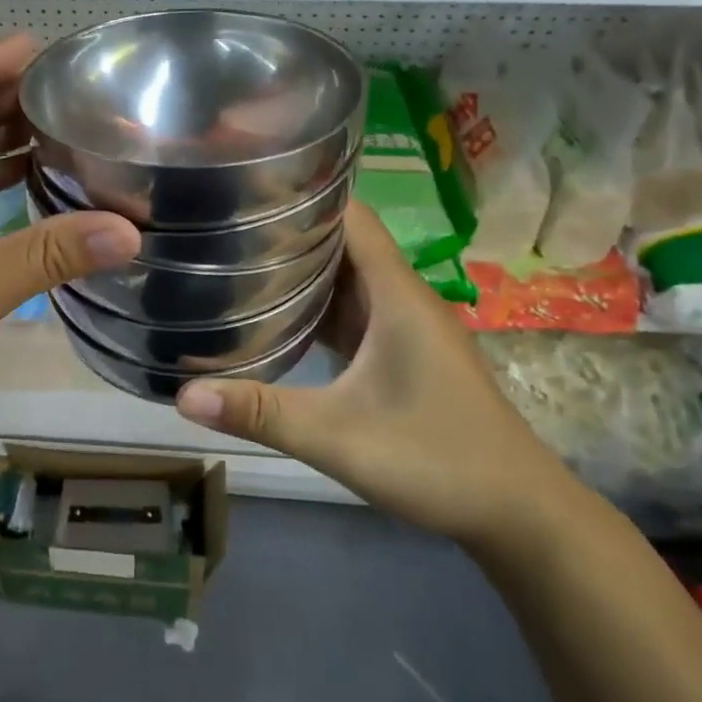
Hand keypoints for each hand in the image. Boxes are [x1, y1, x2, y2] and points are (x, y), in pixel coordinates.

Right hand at [175, 201, 575, 548]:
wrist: (518, 513)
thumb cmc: (437, 459)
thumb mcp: (338, 437)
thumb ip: (261, 413)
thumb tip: (183, 395)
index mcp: (395, 294)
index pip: (350, 215)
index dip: (303, 194)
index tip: (248, 188)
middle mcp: (401, 297)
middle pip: (343, 241)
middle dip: (288, 230)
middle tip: (224, 225)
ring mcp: (404, 326)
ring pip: (346, 277)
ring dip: (300, 268)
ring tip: (238, 260)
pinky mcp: (402, 352)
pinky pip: (352, 310)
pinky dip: (316, 305)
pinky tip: (276, 315)